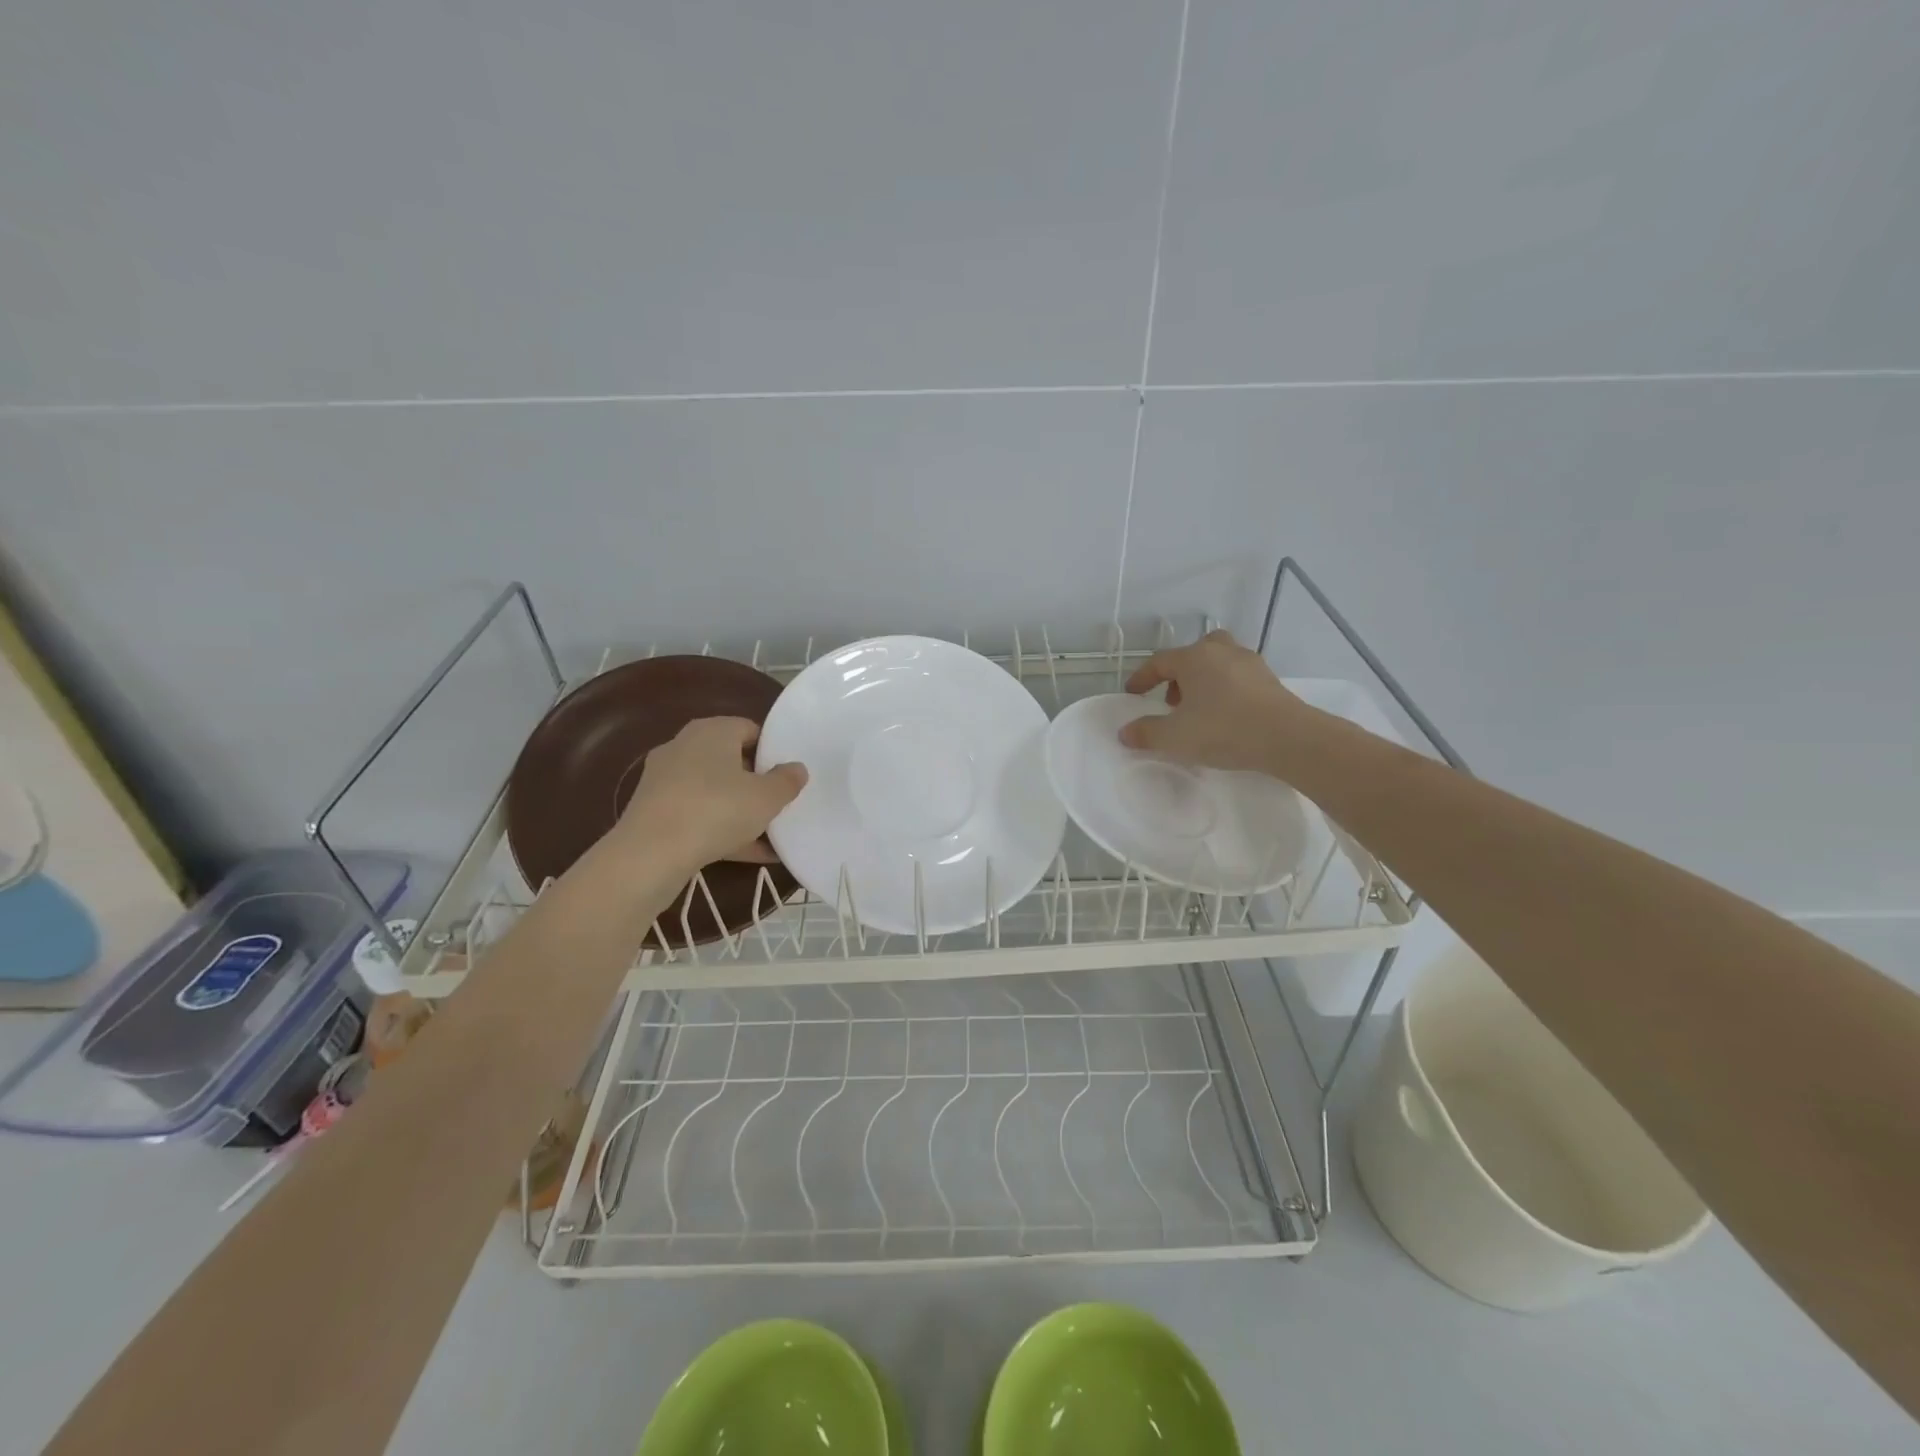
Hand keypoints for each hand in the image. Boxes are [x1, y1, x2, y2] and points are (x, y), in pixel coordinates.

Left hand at [613, 718, 806, 872]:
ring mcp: (665, 780)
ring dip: (739, 810)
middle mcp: (684, 746)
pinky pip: (697, 815)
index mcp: (712, 731)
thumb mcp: (767, 797)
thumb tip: (797, 768)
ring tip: (769, 833)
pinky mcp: (654, 811)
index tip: (788, 774)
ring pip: (713, 791)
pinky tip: (749, 854)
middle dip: (755, 781)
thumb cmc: (717, 810)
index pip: (749, 729)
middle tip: (779, 801)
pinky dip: (720, 830)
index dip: (771, 750)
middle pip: (729, 760)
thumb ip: (787, 781)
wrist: (651, 854)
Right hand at [1119, 630, 1310, 773]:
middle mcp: (1221, 652)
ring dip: (1204, 679)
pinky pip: (1239, 677)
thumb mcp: (1175, 737)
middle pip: (1194, 652)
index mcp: (1194, 658)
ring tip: (1200, 708)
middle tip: (1173, 699)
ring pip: (1219, 662)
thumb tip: (1125, 732)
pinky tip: (1226, 714)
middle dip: (1179, 673)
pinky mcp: (1270, 681)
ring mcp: (1250, 664)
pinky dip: (1226, 689)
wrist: (1287, 738)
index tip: (1132, 694)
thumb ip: (1146, 733)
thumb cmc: (1223, 730)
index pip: (1159, 662)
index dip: (1142, 678)